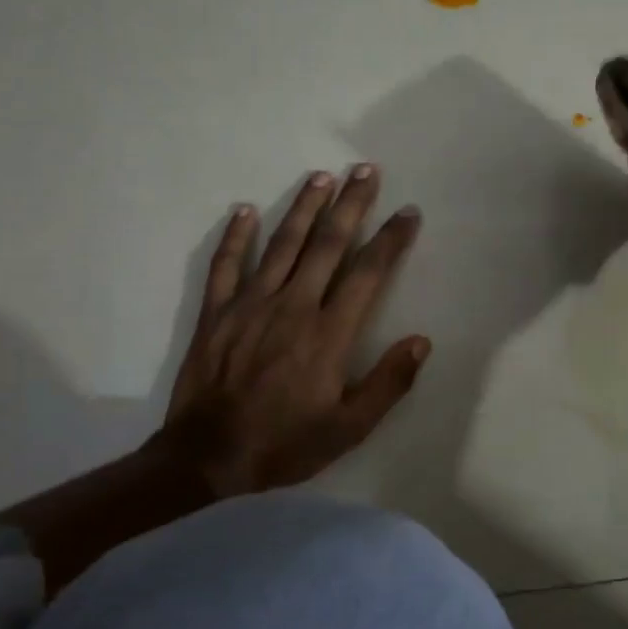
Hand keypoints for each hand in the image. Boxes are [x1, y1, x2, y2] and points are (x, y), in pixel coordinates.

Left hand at [151, 165, 429, 498]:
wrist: (206, 458)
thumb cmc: (285, 444)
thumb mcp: (349, 428)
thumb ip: (389, 383)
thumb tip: (421, 341)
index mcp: (329, 333)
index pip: (368, 273)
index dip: (390, 240)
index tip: (408, 213)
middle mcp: (294, 306)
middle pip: (328, 244)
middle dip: (350, 204)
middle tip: (366, 170)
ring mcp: (251, 304)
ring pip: (283, 245)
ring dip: (304, 207)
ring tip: (321, 176)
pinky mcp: (217, 313)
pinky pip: (227, 265)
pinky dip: (236, 235)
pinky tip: (245, 209)